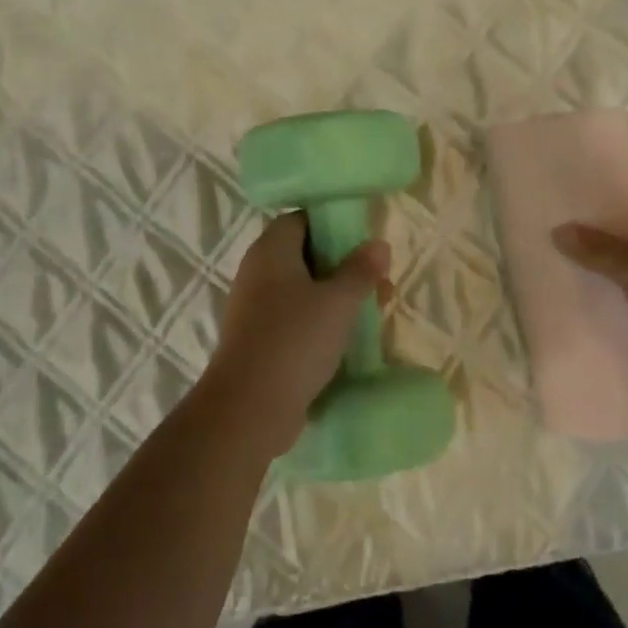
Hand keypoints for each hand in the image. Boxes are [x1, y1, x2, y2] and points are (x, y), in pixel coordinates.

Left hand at [199, 214, 389, 455]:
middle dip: (344, 266)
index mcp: (271, 250)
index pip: (301, 219)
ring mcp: (255, 308)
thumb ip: (361, 270)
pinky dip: (321, 323)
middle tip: (378, 282)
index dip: (333, 224)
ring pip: (303, 290)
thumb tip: (378, 243)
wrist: (249, 408)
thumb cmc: (295, 340)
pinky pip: (295, 319)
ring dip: (336, 298)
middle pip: (305, 255)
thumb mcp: (339, 301)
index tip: (364, 240)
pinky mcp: (259, 340)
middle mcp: (258, 272)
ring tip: (373, 313)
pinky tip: (348, 340)